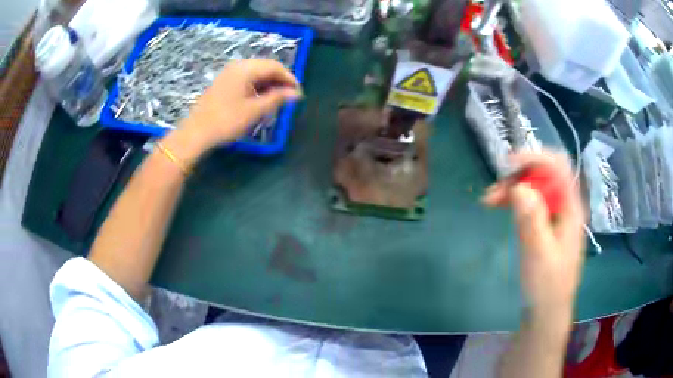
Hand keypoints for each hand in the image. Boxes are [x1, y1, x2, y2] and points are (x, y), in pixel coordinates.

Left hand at [167, 59, 301, 159]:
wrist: (195, 133)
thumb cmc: (226, 121)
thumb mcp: (254, 111)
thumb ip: (277, 99)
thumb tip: (296, 93)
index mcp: (246, 68)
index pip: (275, 66)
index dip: (290, 79)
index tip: (298, 94)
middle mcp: (238, 66)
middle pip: (266, 67)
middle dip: (279, 81)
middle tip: (288, 98)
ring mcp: (228, 73)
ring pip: (256, 73)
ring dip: (268, 84)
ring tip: (276, 101)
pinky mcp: (223, 82)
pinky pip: (246, 79)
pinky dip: (256, 87)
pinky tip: (259, 100)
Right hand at [482, 151, 585, 320]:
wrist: (545, 312)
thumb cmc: (546, 286)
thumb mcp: (539, 254)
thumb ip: (532, 220)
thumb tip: (519, 187)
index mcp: (571, 208)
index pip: (558, 167)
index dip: (535, 158)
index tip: (508, 165)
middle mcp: (565, 206)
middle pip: (544, 175)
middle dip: (518, 177)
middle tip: (492, 193)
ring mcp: (555, 215)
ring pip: (535, 187)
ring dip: (513, 188)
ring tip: (489, 200)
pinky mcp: (545, 225)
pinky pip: (531, 202)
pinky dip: (514, 200)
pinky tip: (500, 206)